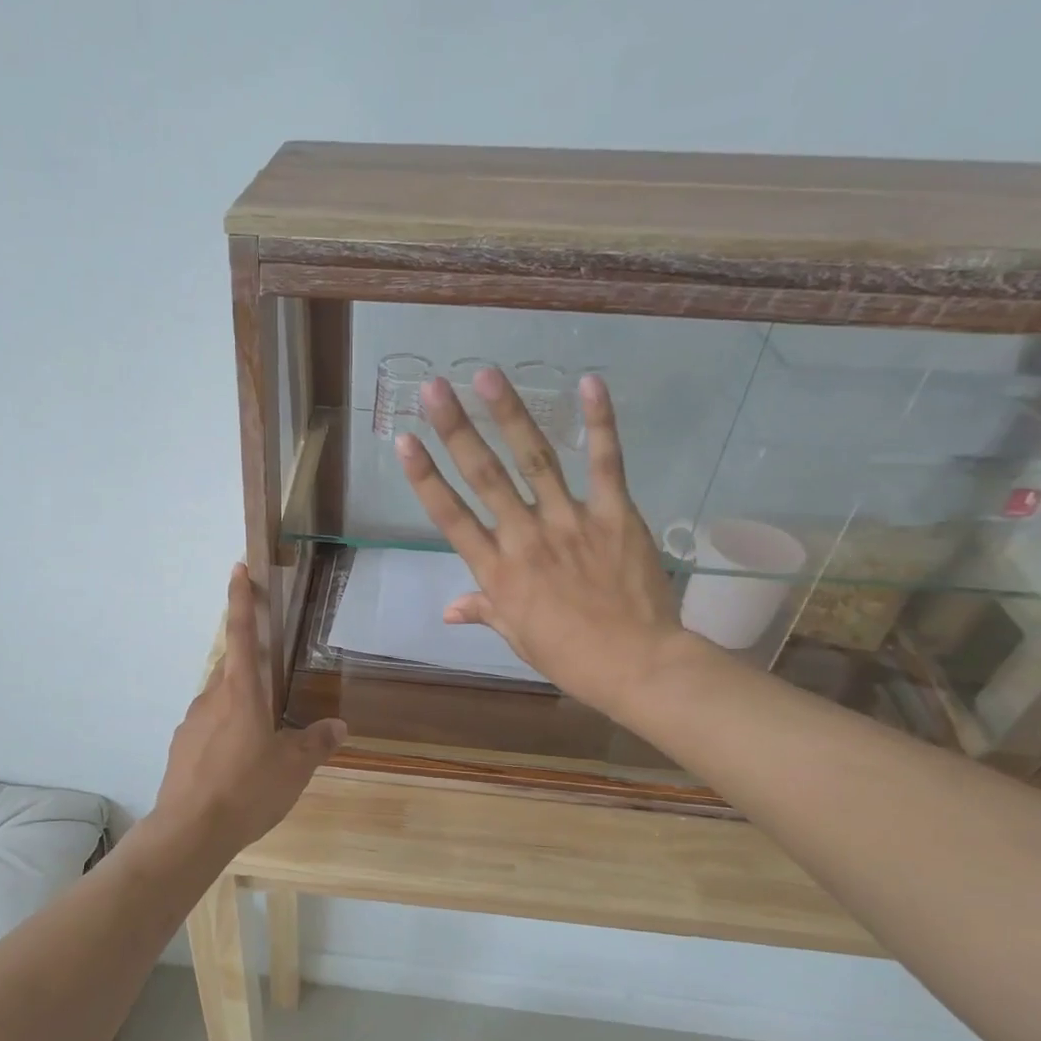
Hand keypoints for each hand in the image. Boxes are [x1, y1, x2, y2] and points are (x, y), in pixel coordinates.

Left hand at [152, 564, 346, 857]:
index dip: (242, 600)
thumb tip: (338, 725)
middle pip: (230, 667)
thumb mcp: (293, 768)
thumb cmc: (248, 790)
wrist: (190, 830)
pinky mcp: (180, 747)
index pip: (243, 634)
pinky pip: (206, 727)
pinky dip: (222, 731)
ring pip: (218, 699)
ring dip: (237, 704)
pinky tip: (235, 762)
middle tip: (270, 683)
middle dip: (248, 664)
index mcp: (242, 693)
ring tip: (258, 736)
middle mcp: (212, 698)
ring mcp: (191, 722)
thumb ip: (316, 743)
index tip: (238, 569)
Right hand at [394, 369, 699, 723]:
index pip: (451, 517)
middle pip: (484, 477)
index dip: (425, 477)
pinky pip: (605, 463)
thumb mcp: (518, 637)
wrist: (636, 665)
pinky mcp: (614, 515)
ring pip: (535, 460)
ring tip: (487, 375)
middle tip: (435, 388)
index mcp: (497, 572)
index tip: (404, 440)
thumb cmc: (569, 656)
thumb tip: (448, 610)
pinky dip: (599, 423)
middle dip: (456, 429)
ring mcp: (570, 522)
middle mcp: (525, 538)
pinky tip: (588, 383)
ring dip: (509, 414)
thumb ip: (484, 610)